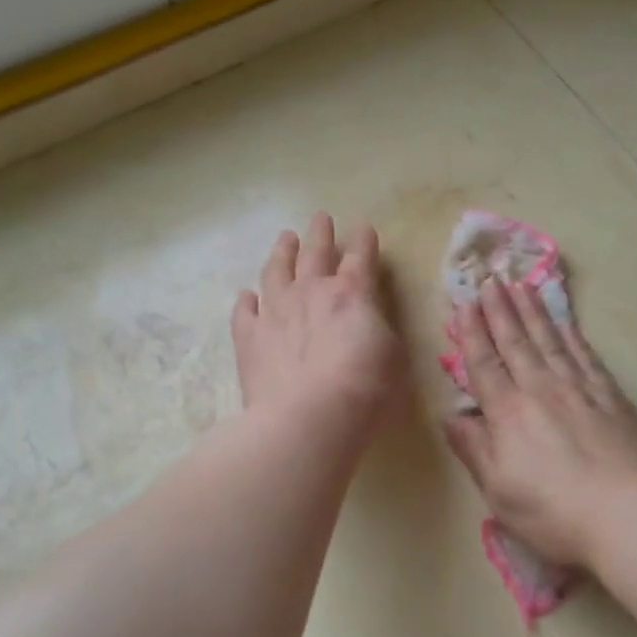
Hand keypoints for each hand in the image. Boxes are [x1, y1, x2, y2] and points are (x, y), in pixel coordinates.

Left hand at [232, 214, 404, 433]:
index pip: (361, 257)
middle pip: (315, 253)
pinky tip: (247, 295)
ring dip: (282, 252)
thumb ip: (378, 330)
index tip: (364, 228)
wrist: (308, 418)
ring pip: (275, 271)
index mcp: (351, 293)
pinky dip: (247, 300)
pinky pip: (244, 311)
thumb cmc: (364, 390)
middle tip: (321, 218)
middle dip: (320, 234)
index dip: (364, 242)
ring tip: (285, 238)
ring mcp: (274, 311)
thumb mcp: (393, 357)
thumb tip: (367, 323)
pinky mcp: (249, 337)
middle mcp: (310, 292)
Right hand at [445, 280, 636, 568]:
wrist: (630, 513)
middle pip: (516, 342)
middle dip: (500, 310)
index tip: (464, 304)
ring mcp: (580, 389)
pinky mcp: (612, 397)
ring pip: (551, 341)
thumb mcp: (499, 490)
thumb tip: (452, 416)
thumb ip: (474, 449)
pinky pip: (586, 356)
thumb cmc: (554, 511)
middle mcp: (541, 390)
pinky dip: (573, 335)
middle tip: (490, 280)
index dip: (472, 333)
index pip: (484, 364)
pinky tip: (566, 322)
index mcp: (508, 413)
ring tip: (521, 287)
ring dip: (533, 312)